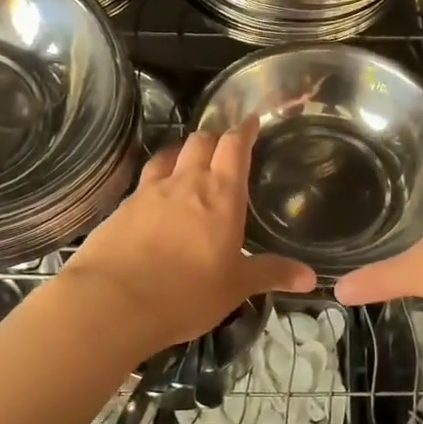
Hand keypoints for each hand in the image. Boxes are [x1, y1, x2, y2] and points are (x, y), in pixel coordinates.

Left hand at [59, 118, 315, 361]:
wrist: (112, 302)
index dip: (244, 130)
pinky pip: (144, 181)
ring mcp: (149, 191)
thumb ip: (271, 274)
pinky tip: (155, 197)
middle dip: (214, 137)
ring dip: (182, 152)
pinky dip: (156, 179)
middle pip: (200, 141)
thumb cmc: (186, 292)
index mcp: (221, 193)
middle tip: (223, 146)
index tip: (251, 122)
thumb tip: (310, 277)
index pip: (234, 146)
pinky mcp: (121, 207)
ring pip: (169, 155)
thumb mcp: (235, 286)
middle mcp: (185, 181)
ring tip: (188, 161)